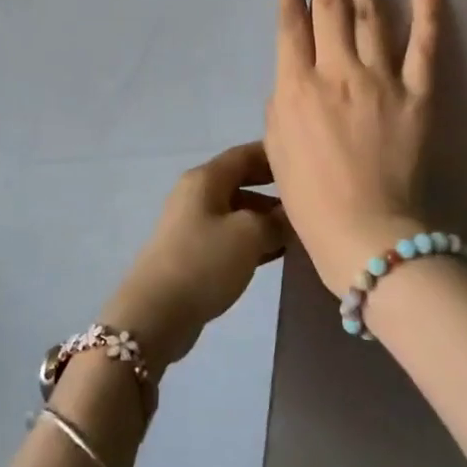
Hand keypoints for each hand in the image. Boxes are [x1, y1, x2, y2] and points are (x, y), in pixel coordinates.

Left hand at [99, 143, 286, 369]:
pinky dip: (254, 240)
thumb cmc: (205, 261)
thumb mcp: (249, 235)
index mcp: (205, 178)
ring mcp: (193, 224)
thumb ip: (275, 220)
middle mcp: (197, 194)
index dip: (273, 155)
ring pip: (238, 211)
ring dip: (266, 218)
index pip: (244, 154)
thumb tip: (290, 215)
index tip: (305, 161)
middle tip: (308, 198)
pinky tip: (278, 253)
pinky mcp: (194, 252)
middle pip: (241, 181)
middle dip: (274, 188)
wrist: (157, 312)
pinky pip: (230, 236)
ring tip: (301, 230)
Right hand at [266, 0, 440, 294]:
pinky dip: (428, 12)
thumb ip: (283, 98)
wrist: (368, 234)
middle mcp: (336, 71)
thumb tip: (292, 63)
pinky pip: (424, 47)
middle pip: (330, 2)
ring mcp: (380, 79)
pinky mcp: (418, 94)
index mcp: (297, 86)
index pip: (291, 27)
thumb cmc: (311, 198)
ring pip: (372, 11)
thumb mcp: (278, 147)